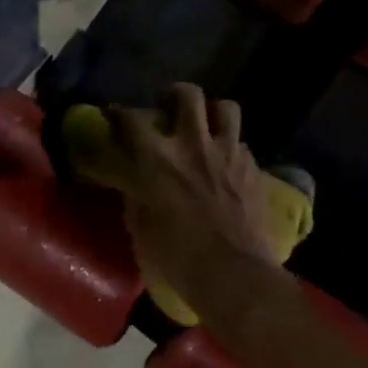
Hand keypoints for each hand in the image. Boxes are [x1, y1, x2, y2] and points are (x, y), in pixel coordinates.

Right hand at [110, 85, 275, 300]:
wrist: (232, 273)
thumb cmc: (176, 255)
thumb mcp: (141, 226)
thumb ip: (136, 196)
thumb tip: (135, 184)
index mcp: (157, 158)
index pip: (132, 120)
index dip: (119, 113)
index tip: (114, 115)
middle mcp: (193, 144)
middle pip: (188, 95)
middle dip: (174, 94)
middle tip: (167, 106)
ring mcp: (228, 154)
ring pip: (226, 108)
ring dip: (212, 112)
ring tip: (205, 124)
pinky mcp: (253, 169)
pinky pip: (242, 143)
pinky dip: (231, 147)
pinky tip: (225, 162)